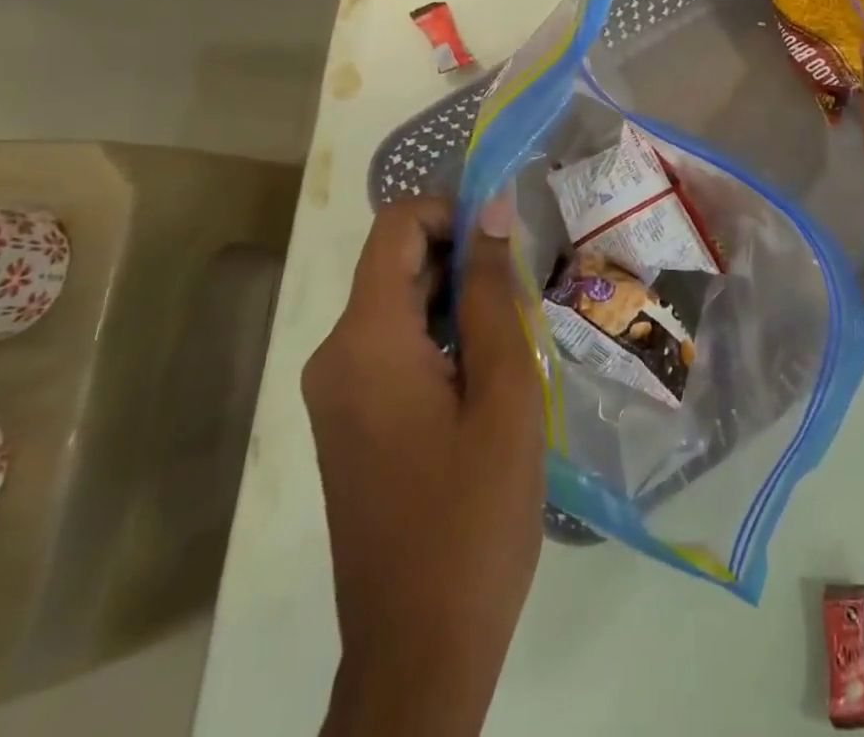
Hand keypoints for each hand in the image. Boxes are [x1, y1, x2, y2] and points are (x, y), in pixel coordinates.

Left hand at [302, 197, 542, 736]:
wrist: (420, 652)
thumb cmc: (473, 516)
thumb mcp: (503, 392)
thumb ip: (494, 294)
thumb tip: (493, 211)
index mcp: (366, 340)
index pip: (397, 226)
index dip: (453, 211)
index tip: (508, 240)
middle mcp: (336, 355)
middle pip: (398, 264)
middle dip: (464, 259)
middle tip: (527, 291)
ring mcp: (337, 392)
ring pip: (399, 305)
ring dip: (458, 300)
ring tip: (516, 334)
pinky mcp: (350, 421)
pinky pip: (393, 346)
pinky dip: (440, 336)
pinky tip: (488, 373)